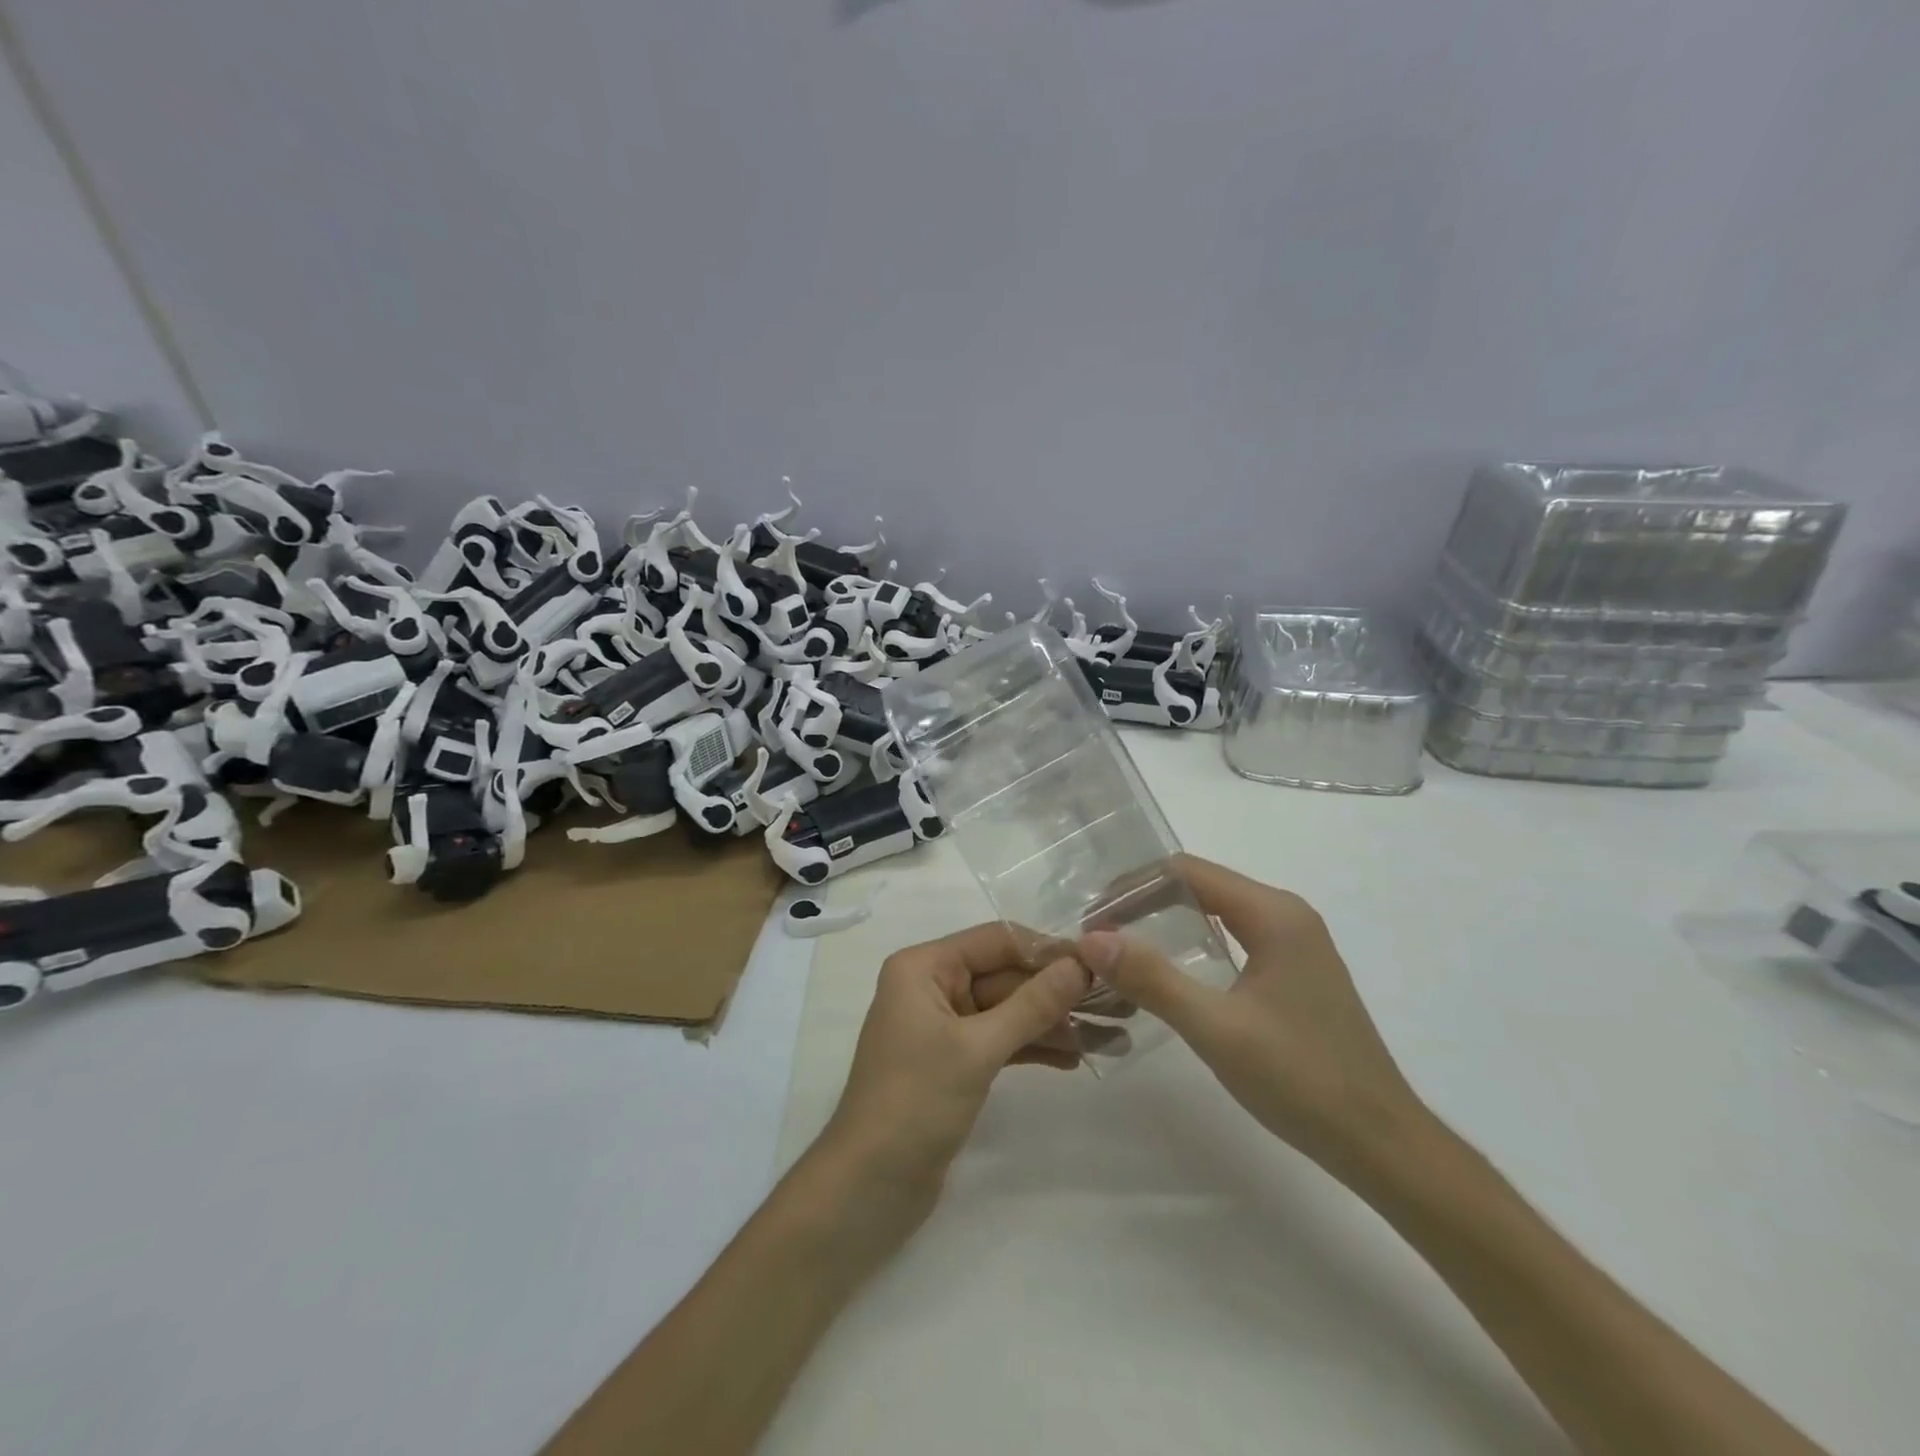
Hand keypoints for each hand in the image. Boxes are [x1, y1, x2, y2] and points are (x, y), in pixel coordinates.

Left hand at [820, 923, 1090, 1208]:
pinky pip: (1000, 1040)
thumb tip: (1081, 964)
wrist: (868, 1188)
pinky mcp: (953, 1062)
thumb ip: (1032, 1004)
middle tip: (1114, 1003)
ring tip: (1105, 1038)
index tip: (1099, 962)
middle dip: (1055, 992)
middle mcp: (932, 986)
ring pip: (1007, 1010)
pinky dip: (1032, 1047)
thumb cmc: (915, 1102)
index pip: (996, 940)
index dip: (1046, 950)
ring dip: (1051, 1023)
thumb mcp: (977, 1048)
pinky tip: (1073, 1059)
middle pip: (1005, 975)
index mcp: (923, 967)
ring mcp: (943, 1026)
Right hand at [1077, 855, 1423, 1181]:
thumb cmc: (1302, 1080)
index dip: (1134, 886)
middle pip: (1201, 886)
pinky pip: (1234, 938)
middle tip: (1100, 935)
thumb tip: (1091, 938)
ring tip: (1123, 950)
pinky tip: (1172, 973)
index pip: (1187, 871)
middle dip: (1145, 902)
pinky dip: (1195, 944)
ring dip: (1167, 922)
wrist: (1382, 1145)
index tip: (1094, 917)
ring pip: (1218, 912)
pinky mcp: (1297, 973)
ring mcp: (1296, 944)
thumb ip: (1153, 979)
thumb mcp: (1216, 1029)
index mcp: (1273, 914)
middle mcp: (1287, 915)